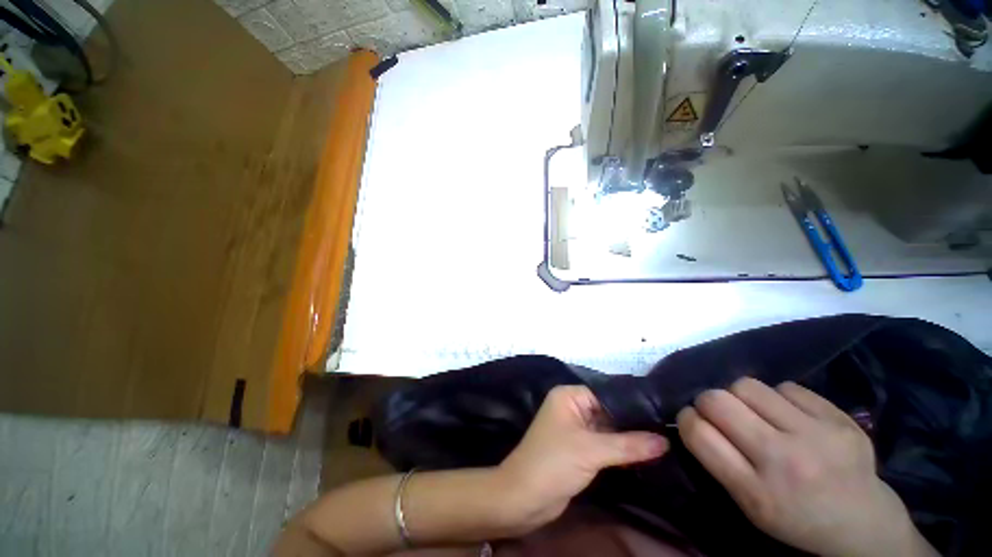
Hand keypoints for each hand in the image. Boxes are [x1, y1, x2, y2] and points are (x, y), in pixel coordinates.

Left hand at [496, 385, 668, 532]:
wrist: (525, 498)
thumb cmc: (554, 463)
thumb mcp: (591, 451)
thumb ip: (628, 445)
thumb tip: (665, 440)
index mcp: (569, 396)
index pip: (606, 393)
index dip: (632, 403)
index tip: (662, 412)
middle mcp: (572, 408)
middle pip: (608, 411)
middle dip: (634, 423)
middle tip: (668, 428)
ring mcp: (576, 429)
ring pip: (608, 429)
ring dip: (630, 439)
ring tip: (666, 440)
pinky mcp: (580, 449)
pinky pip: (605, 445)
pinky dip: (622, 450)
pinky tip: (648, 454)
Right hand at [678, 378, 936, 556]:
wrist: (864, 524)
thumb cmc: (796, 519)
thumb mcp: (749, 505)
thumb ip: (718, 461)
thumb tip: (692, 419)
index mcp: (757, 491)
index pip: (698, 433)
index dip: (686, 419)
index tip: (691, 419)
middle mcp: (785, 460)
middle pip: (717, 401)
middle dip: (707, 401)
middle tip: (719, 412)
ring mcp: (817, 435)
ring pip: (748, 385)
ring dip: (740, 395)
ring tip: (754, 411)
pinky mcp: (839, 417)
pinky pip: (786, 386)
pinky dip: (778, 397)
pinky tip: (789, 415)